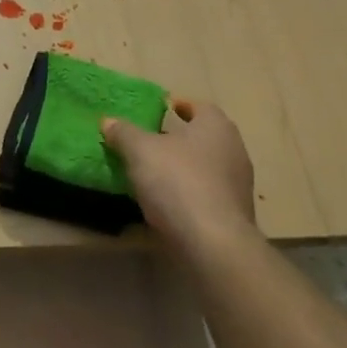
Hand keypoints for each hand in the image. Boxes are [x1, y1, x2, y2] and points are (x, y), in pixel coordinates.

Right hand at [102, 101, 257, 253]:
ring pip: (206, 165)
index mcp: (215, 126)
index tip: (162, 109)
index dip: (180, 106)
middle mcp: (233, 149)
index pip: (200, 106)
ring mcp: (237, 183)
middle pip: (204, 137)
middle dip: (180, 137)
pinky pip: (207, 193)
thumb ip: (124, 133)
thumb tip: (108, 121)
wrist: (212, 241)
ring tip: (154, 173)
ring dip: (184, 167)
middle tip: (151, 141)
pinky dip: (189, 192)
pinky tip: (168, 202)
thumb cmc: (178, 182)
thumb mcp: (140, 151)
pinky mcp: (233, 212)